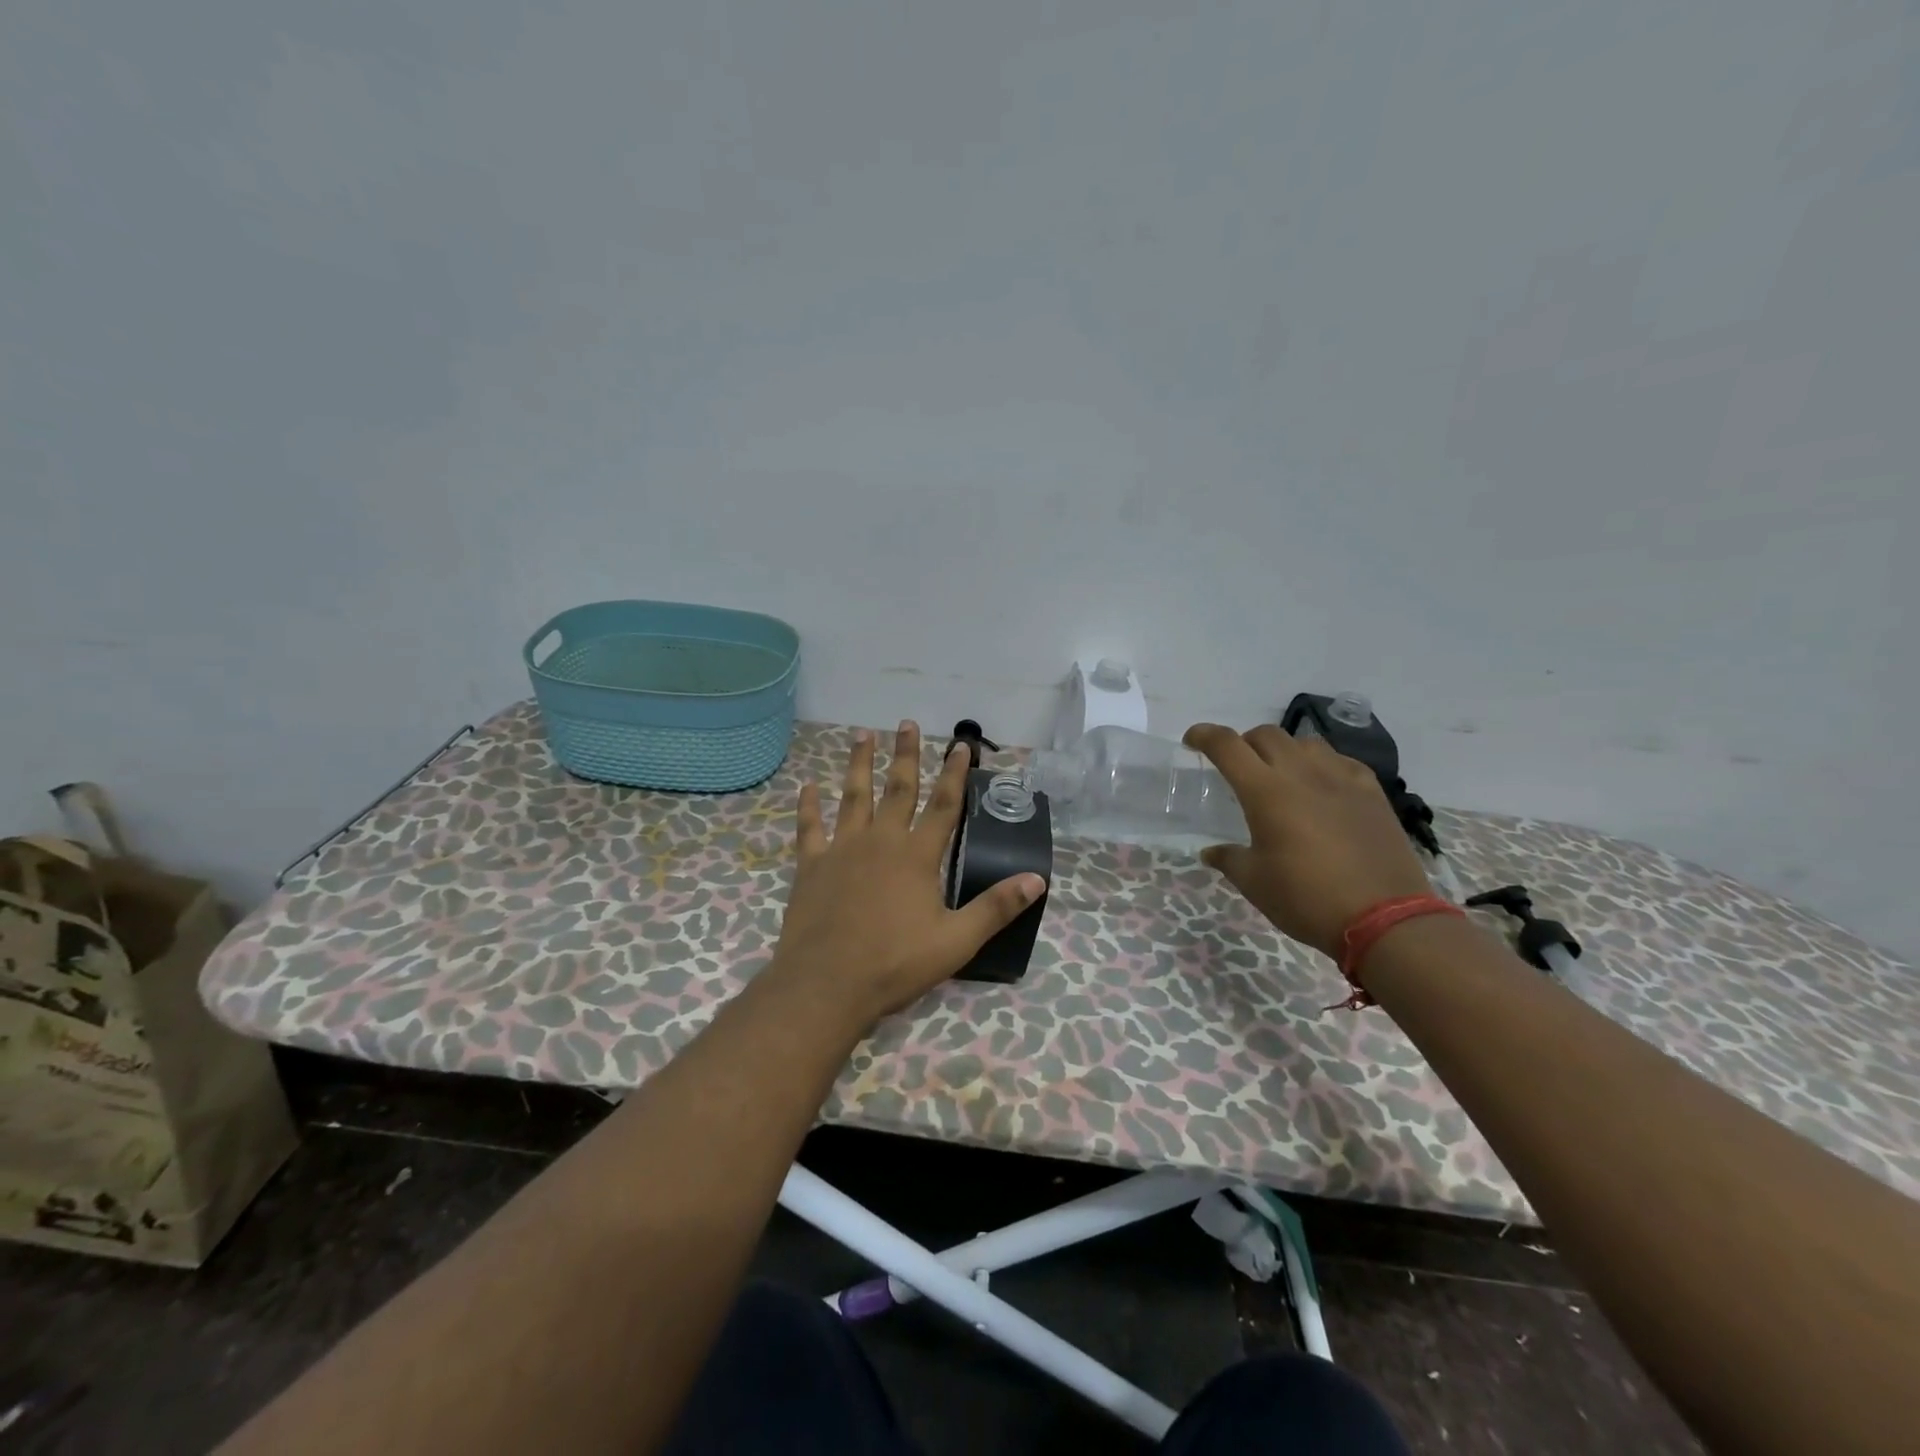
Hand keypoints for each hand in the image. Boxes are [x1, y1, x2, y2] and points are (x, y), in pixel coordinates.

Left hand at [768, 720, 1045, 1025]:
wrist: (827, 984)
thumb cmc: (895, 963)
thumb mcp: (956, 941)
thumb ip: (996, 907)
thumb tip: (1037, 879)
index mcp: (917, 856)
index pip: (943, 805)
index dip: (955, 774)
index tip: (961, 745)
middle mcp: (881, 841)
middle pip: (898, 789)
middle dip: (906, 755)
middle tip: (906, 723)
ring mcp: (842, 849)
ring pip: (853, 796)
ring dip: (859, 764)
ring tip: (862, 735)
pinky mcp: (811, 866)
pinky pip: (809, 828)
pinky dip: (808, 806)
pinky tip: (807, 787)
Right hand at [1184, 723, 1430, 958]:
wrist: (1384, 918)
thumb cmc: (1307, 899)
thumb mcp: (1255, 883)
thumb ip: (1229, 859)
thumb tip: (1210, 852)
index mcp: (1266, 792)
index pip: (1227, 746)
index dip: (1204, 735)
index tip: (1192, 740)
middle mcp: (1302, 774)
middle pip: (1265, 735)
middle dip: (1243, 743)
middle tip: (1237, 767)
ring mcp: (1341, 779)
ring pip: (1305, 742)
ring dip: (1283, 750)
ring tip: (1280, 775)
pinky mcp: (1371, 792)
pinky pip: (1340, 760)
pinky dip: (1321, 764)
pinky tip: (1322, 786)